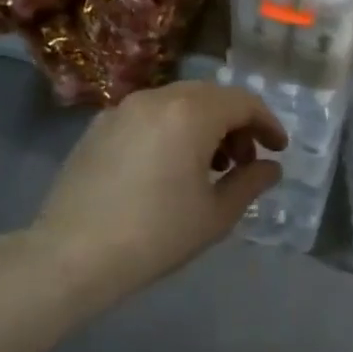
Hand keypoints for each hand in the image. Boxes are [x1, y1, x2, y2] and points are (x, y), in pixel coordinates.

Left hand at [30, 82, 286, 301]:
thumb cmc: (157, 235)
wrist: (74, 255)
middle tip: (244, 162)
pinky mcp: (97, 128)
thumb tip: (270, 168)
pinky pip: (148, 117)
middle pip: (210, 96)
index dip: (267, 123)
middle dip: (235, 123)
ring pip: (177, 103)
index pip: (243, 102)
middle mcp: (155, 98)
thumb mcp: (216, 214)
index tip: (278, 149)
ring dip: (204, 126)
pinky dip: (171, 130)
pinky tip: (169, 168)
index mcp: (190, 114)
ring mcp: (121, 110)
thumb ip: (250, 183)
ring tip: (209, 168)